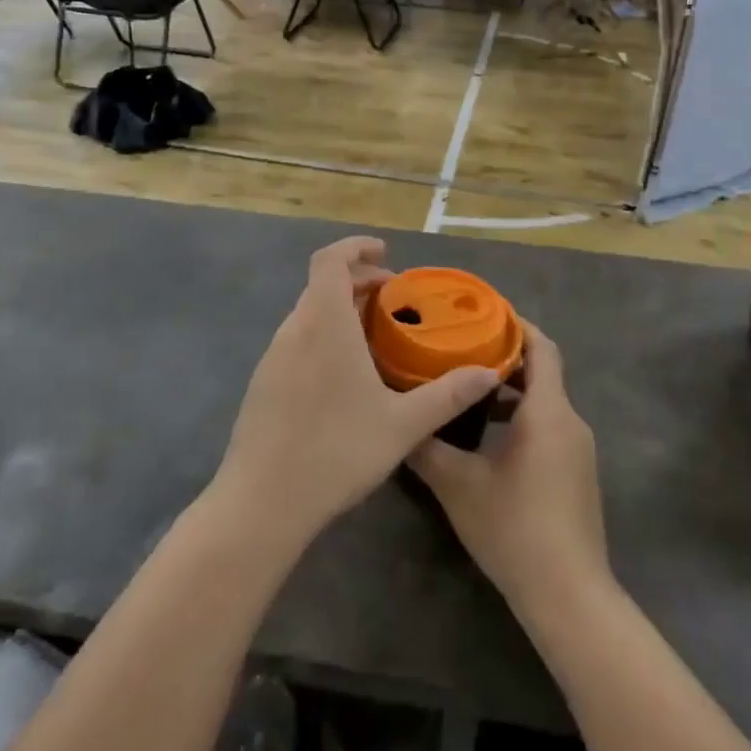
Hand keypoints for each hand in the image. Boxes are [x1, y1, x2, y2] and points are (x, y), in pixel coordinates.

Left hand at [210, 238, 500, 553]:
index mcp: (324, 323)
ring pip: (309, 313)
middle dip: (357, 280)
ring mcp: (273, 357)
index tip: (384, 252)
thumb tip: (489, 373)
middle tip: (392, 297)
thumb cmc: (336, 451)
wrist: (261, 503)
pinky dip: (323, 334)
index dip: (356, 247)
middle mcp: (294, 329)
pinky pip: (297, 340)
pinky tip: (344, 374)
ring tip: (374, 334)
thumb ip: (447, 395)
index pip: (330, 260)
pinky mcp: (263, 383)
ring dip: (340, 309)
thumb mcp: (403, 425)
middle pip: (322, 284)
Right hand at [407, 321, 608, 614]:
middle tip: (461, 347)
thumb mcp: (458, 485)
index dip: (516, 324)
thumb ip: (426, 446)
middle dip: (504, 356)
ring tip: (465, 388)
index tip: (483, 311)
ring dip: (509, 390)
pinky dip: (520, 417)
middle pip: (542, 371)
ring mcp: (577, 450)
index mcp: (548, 411)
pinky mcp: (576, 474)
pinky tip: (486, 437)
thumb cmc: (515, 529)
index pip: (542, 347)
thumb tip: (399, 420)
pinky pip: (548, 426)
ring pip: (544, 402)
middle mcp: (570, 421)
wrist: (569, 596)